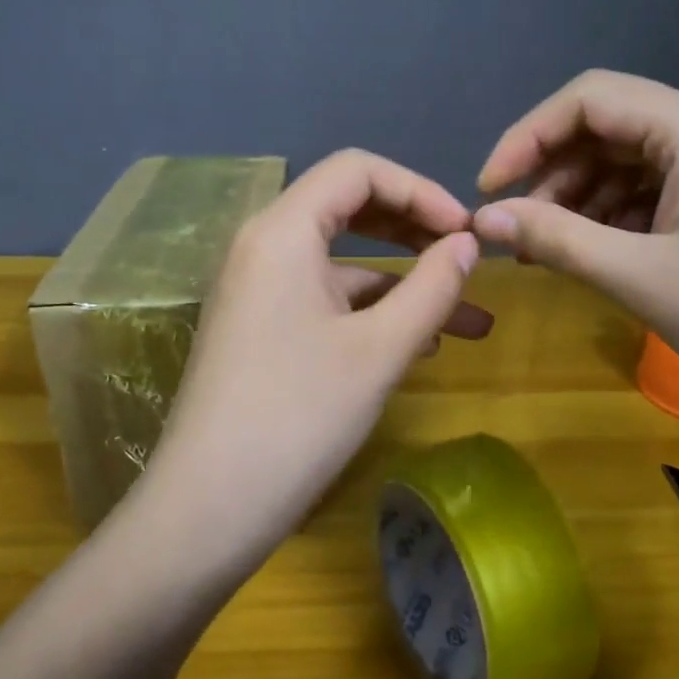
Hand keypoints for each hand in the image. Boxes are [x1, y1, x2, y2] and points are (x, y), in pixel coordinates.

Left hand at [139, 150, 490, 571]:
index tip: (466, 233)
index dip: (420, 189)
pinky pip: (324, 302)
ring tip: (470, 322)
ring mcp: (256, 292)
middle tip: (467, 258)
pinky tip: (420, 347)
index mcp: (282, 231)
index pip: (357, 171)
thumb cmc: (298, 417)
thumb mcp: (379, 350)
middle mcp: (262, 248)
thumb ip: (431, 287)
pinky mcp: (259, 331)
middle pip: (347, 210)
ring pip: (342, 266)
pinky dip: (372, 314)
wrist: (208, 508)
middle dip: (414, 230)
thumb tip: (466, 244)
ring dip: (404, 285)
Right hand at [472, 70, 678, 450]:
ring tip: (551, 248)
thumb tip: (480, 219)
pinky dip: (621, 215)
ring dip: (585, 197)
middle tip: (517, 227)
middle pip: (614, 126)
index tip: (488, 190)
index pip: (591, 99)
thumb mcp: (641, 278)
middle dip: (555, 171)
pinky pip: (666, 191)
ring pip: (638, 162)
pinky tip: (602, 254)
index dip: (527, 137)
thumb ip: (554, 238)